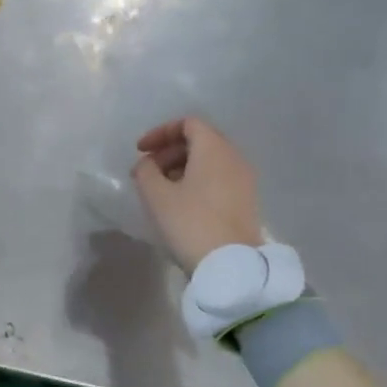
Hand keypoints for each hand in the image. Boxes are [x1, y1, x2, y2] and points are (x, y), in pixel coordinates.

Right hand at [132, 117, 264, 273]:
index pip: (188, 123)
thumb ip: (145, 171)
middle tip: (147, 171)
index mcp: (213, 148)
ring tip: (161, 189)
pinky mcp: (246, 200)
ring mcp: (243, 179)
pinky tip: (181, 202)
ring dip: (182, 167)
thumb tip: (147, 164)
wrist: (230, 263)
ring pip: (210, 160)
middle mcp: (233, 156)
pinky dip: (197, 180)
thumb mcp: (156, 196)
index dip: (160, 132)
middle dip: (170, 151)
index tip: (140, 151)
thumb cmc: (190, 222)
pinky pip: (218, 177)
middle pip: (200, 140)